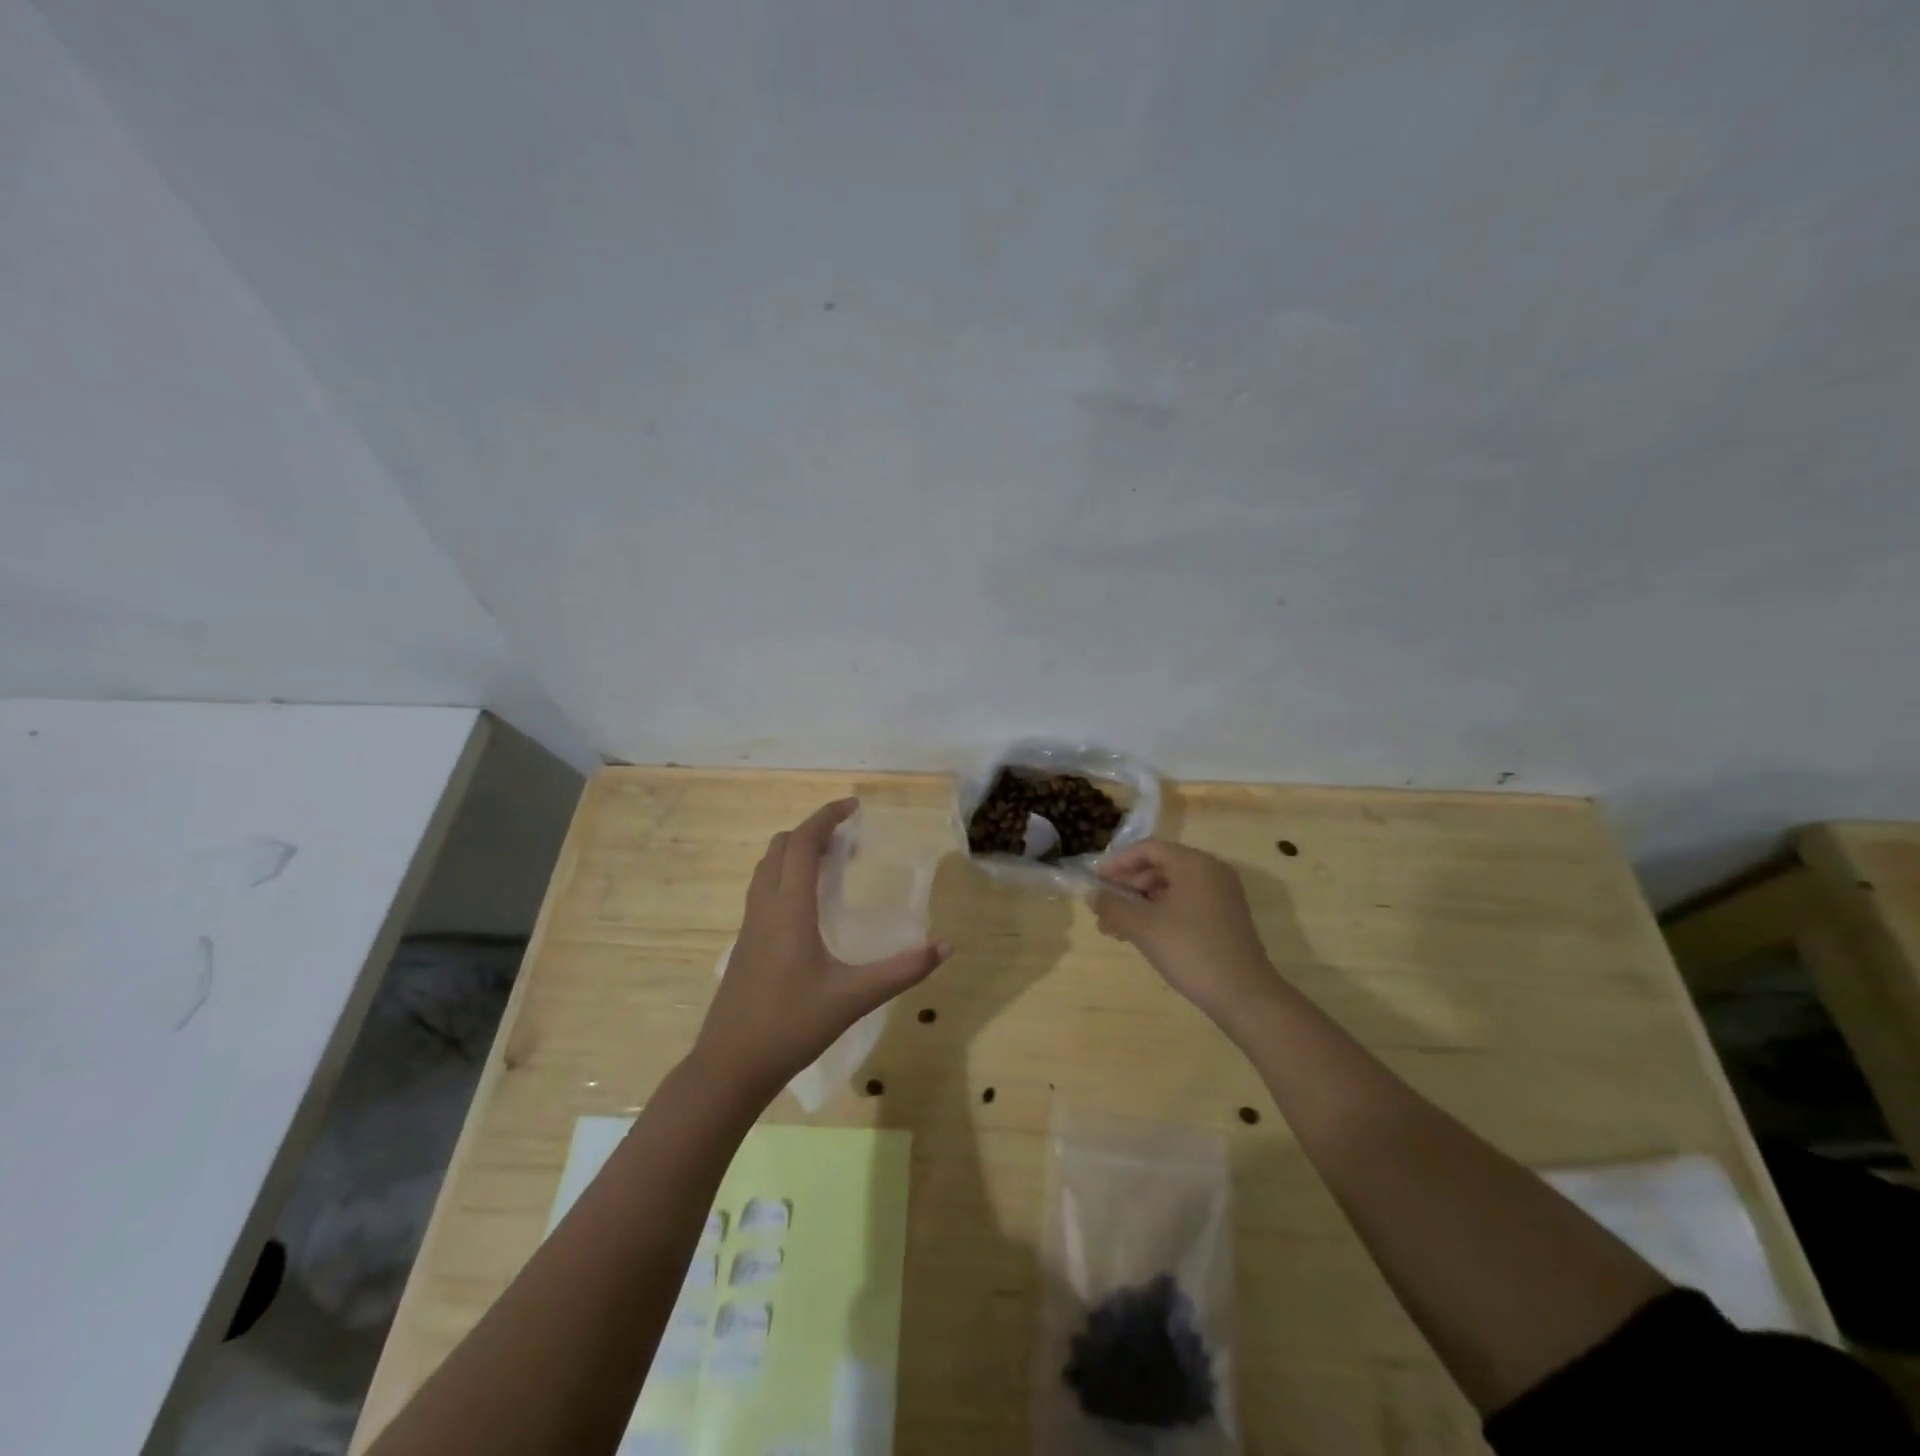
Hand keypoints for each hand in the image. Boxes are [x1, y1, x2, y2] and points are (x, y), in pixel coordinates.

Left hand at [694, 799, 951, 1099]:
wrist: (730, 1066)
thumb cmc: (791, 1025)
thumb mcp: (853, 998)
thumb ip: (902, 971)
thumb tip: (945, 947)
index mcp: (788, 909)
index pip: (801, 844)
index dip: (825, 817)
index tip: (853, 806)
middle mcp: (764, 908)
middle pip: (780, 848)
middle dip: (811, 831)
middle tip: (847, 837)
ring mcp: (749, 926)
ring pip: (767, 868)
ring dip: (795, 852)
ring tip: (831, 862)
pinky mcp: (745, 944)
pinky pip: (763, 890)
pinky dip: (785, 876)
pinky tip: (808, 905)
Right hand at [1094, 840, 1281, 1027]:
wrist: (1243, 994)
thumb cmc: (1190, 950)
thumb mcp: (1143, 927)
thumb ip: (1112, 906)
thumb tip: (1091, 894)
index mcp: (1194, 864)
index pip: (1148, 849)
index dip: (1118, 862)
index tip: (1095, 879)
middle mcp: (1211, 871)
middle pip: (1160, 866)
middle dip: (1128, 885)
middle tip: (1104, 905)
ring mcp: (1221, 895)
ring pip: (1171, 887)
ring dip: (1141, 903)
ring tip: (1116, 927)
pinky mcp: (1225, 917)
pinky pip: (1186, 902)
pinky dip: (1161, 912)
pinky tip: (1142, 934)